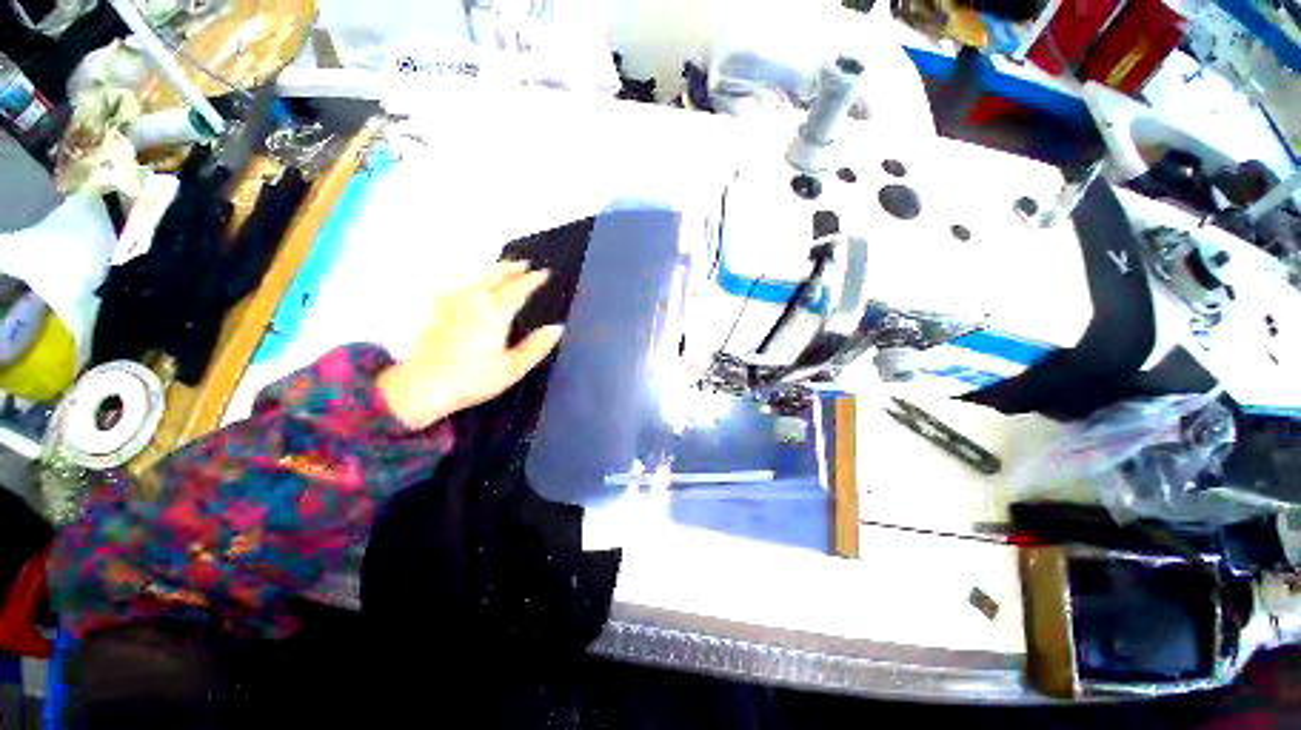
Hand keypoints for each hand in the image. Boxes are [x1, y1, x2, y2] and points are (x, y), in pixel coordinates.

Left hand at [377, 261, 563, 428]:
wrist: (422, 386)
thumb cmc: (473, 379)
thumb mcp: (512, 367)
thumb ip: (536, 346)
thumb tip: (557, 328)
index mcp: (495, 313)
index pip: (518, 289)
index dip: (533, 280)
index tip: (545, 273)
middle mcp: (474, 301)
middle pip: (495, 277)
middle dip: (511, 268)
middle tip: (525, 263)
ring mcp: (453, 304)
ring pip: (476, 279)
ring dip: (492, 271)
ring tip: (502, 269)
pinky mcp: (439, 311)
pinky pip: (458, 286)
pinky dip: (470, 281)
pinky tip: (468, 285)